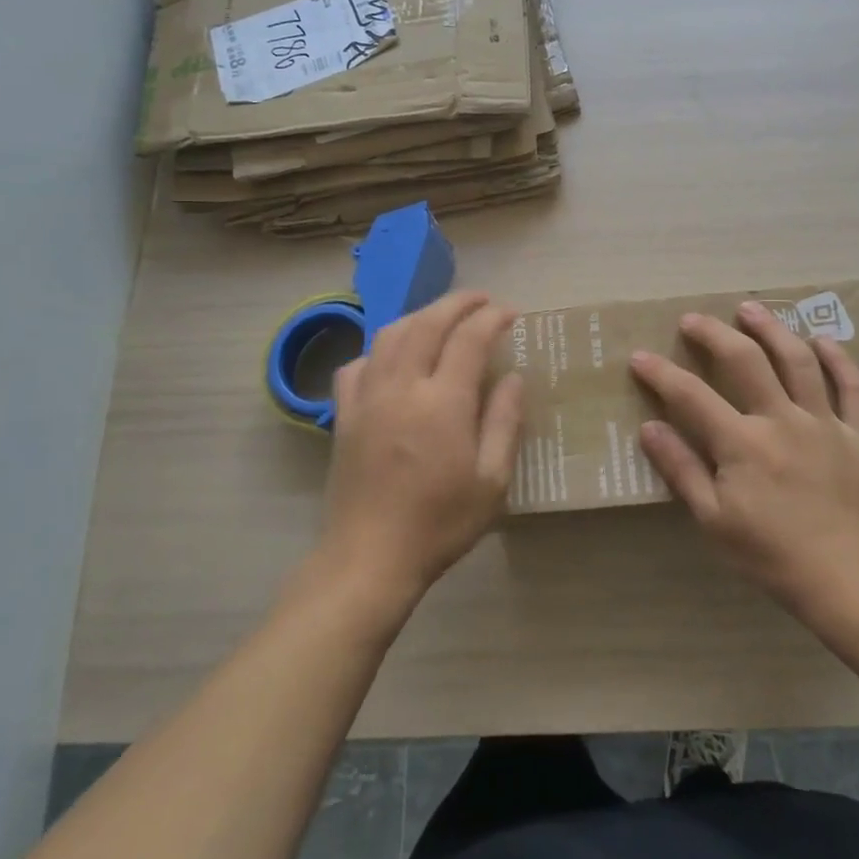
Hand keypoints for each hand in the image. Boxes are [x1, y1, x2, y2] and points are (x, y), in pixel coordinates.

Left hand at [316, 291, 523, 611]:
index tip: (511, 313)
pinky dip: (380, 349)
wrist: (368, 558)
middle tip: (481, 300)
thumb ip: (504, 422)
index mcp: (442, 402)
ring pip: (390, 334)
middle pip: (427, 323)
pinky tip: (393, 358)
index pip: (469, 338)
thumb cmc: (439, 523)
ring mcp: (367, 397)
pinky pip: (358, 363)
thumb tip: (514, 377)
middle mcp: (401, 387)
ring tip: (441, 319)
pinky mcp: (344, 414)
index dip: (492, 318)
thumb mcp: (491, 481)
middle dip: (457, 303)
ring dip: (419, 316)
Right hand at [629, 301, 858, 610]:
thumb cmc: (771, 555)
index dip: (661, 373)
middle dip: (714, 334)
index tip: (640, 356)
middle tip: (693, 319)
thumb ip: (682, 469)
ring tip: (750, 309)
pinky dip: (838, 359)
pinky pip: (853, 387)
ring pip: (798, 361)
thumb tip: (649, 428)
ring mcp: (825, 423)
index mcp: (742, 443)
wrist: (848, 581)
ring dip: (772, 329)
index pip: (691, 396)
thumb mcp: (713, 520)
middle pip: (745, 360)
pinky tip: (822, 340)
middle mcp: (782, 420)